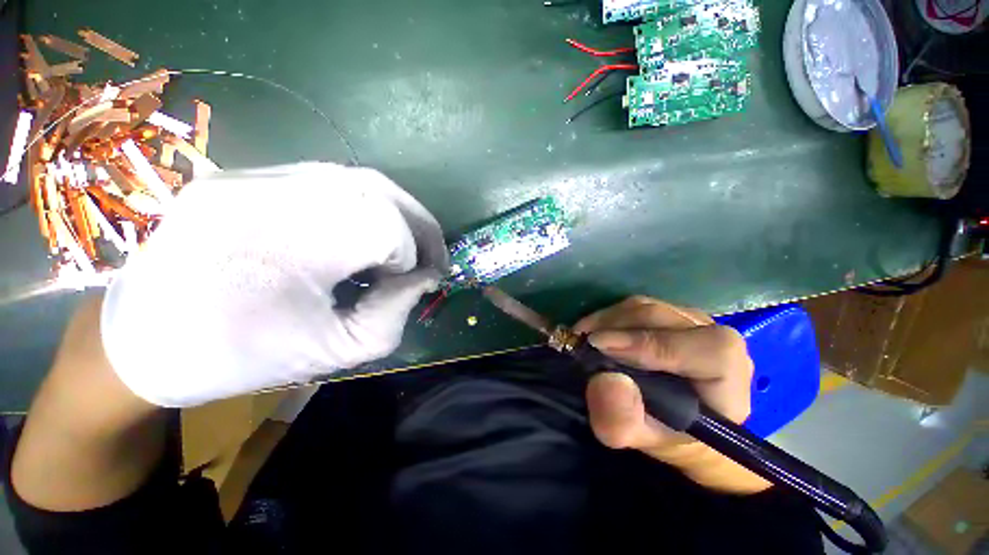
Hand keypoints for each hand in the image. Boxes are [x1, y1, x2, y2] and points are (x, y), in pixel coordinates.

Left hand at [101, 163, 447, 407]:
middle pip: (376, 188)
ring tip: (405, 244)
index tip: (417, 282)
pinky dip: (364, 205)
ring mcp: (248, 175)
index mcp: (279, 247)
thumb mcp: (332, 352)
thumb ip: (393, 313)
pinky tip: (365, 232)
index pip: (383, 225)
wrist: (141, 342)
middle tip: (429, 256)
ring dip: (396, 211)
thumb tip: (425, 278)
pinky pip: (328, 180)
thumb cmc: (236, 359)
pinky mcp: (243, 174)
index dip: (412, 254)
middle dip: (418, 225)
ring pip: (356, 177)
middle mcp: (261, 194)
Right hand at [574, 296, 769, 493]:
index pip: (703, 347)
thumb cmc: (671, 434)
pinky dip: (607, 317)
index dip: (650, 344)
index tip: (600, 347)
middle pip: (661, 318)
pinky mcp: (667, 313)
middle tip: (581, 343)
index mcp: (727, 373)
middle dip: (614, 327)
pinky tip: (592, 331)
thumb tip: (605, 381)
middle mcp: (713, 336)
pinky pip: (634, 306)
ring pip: (643, 306)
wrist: (681, 421)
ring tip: (583, 338)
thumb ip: (624, 421)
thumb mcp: (645, 440)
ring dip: (606, 320)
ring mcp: (689, 320)